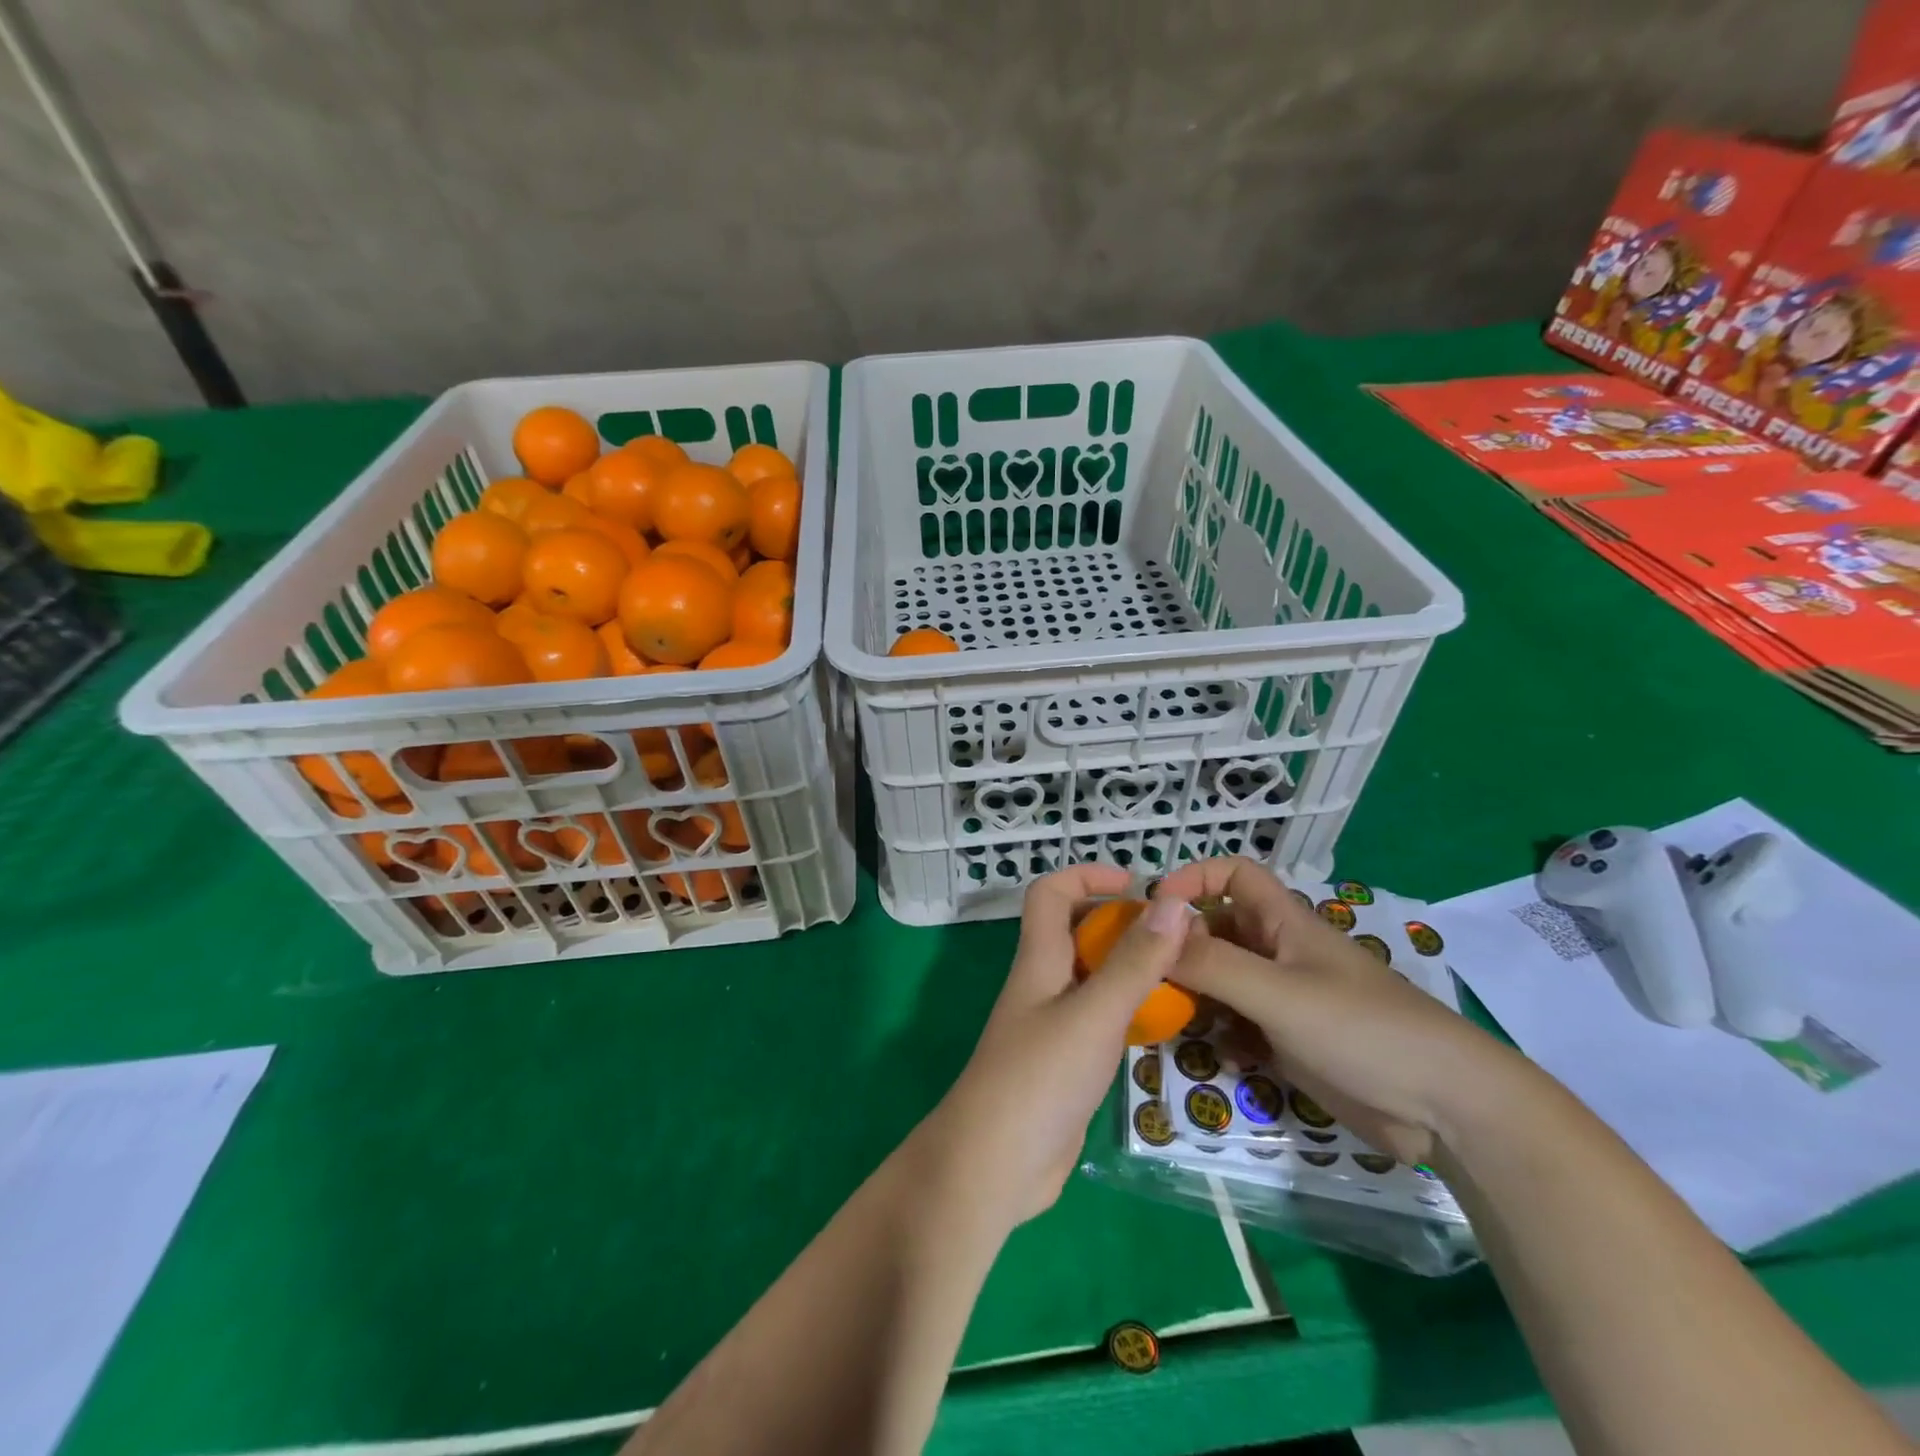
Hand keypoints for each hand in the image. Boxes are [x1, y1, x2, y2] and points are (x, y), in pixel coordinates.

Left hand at [917, 865, 1192, 1234]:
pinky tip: (1161, 1026)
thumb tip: (1172, 903)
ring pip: (1092, 977)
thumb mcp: (1094, 1013)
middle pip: (1077, 931)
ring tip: (1183, 977)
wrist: (995, 1165)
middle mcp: (1043, 983)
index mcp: (1039, 959)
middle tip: (1176, 939)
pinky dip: (1128, 1011)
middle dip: (1122, 924)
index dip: (1088, 875)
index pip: (1051, 893)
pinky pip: (1099, 1018)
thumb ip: (1134, 962)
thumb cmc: (1040, 1077)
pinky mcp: (1065, 1062)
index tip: (1137, 885)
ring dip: (1131, 969)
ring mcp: (1052, 1024)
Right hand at [1156, 857, 1514, 1164]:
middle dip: (1181, 947)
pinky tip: (1217, 1055)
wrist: (1446, 1109)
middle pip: (1217, 931)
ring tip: (1166, 1016)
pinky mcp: (1290, 1041)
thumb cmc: (1362, 1030)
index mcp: (1283, 924)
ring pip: (1222, 980)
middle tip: (1144, 975)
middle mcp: (1279, 954)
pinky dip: (1221, 1035)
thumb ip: (1212, 964)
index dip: (1194, 879)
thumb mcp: (1277, 994)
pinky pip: (1239, 1025)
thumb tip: (1152, 934)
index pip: (1233, 875)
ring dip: (1195, 995)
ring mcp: (1285, 1000)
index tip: (1155, 911)